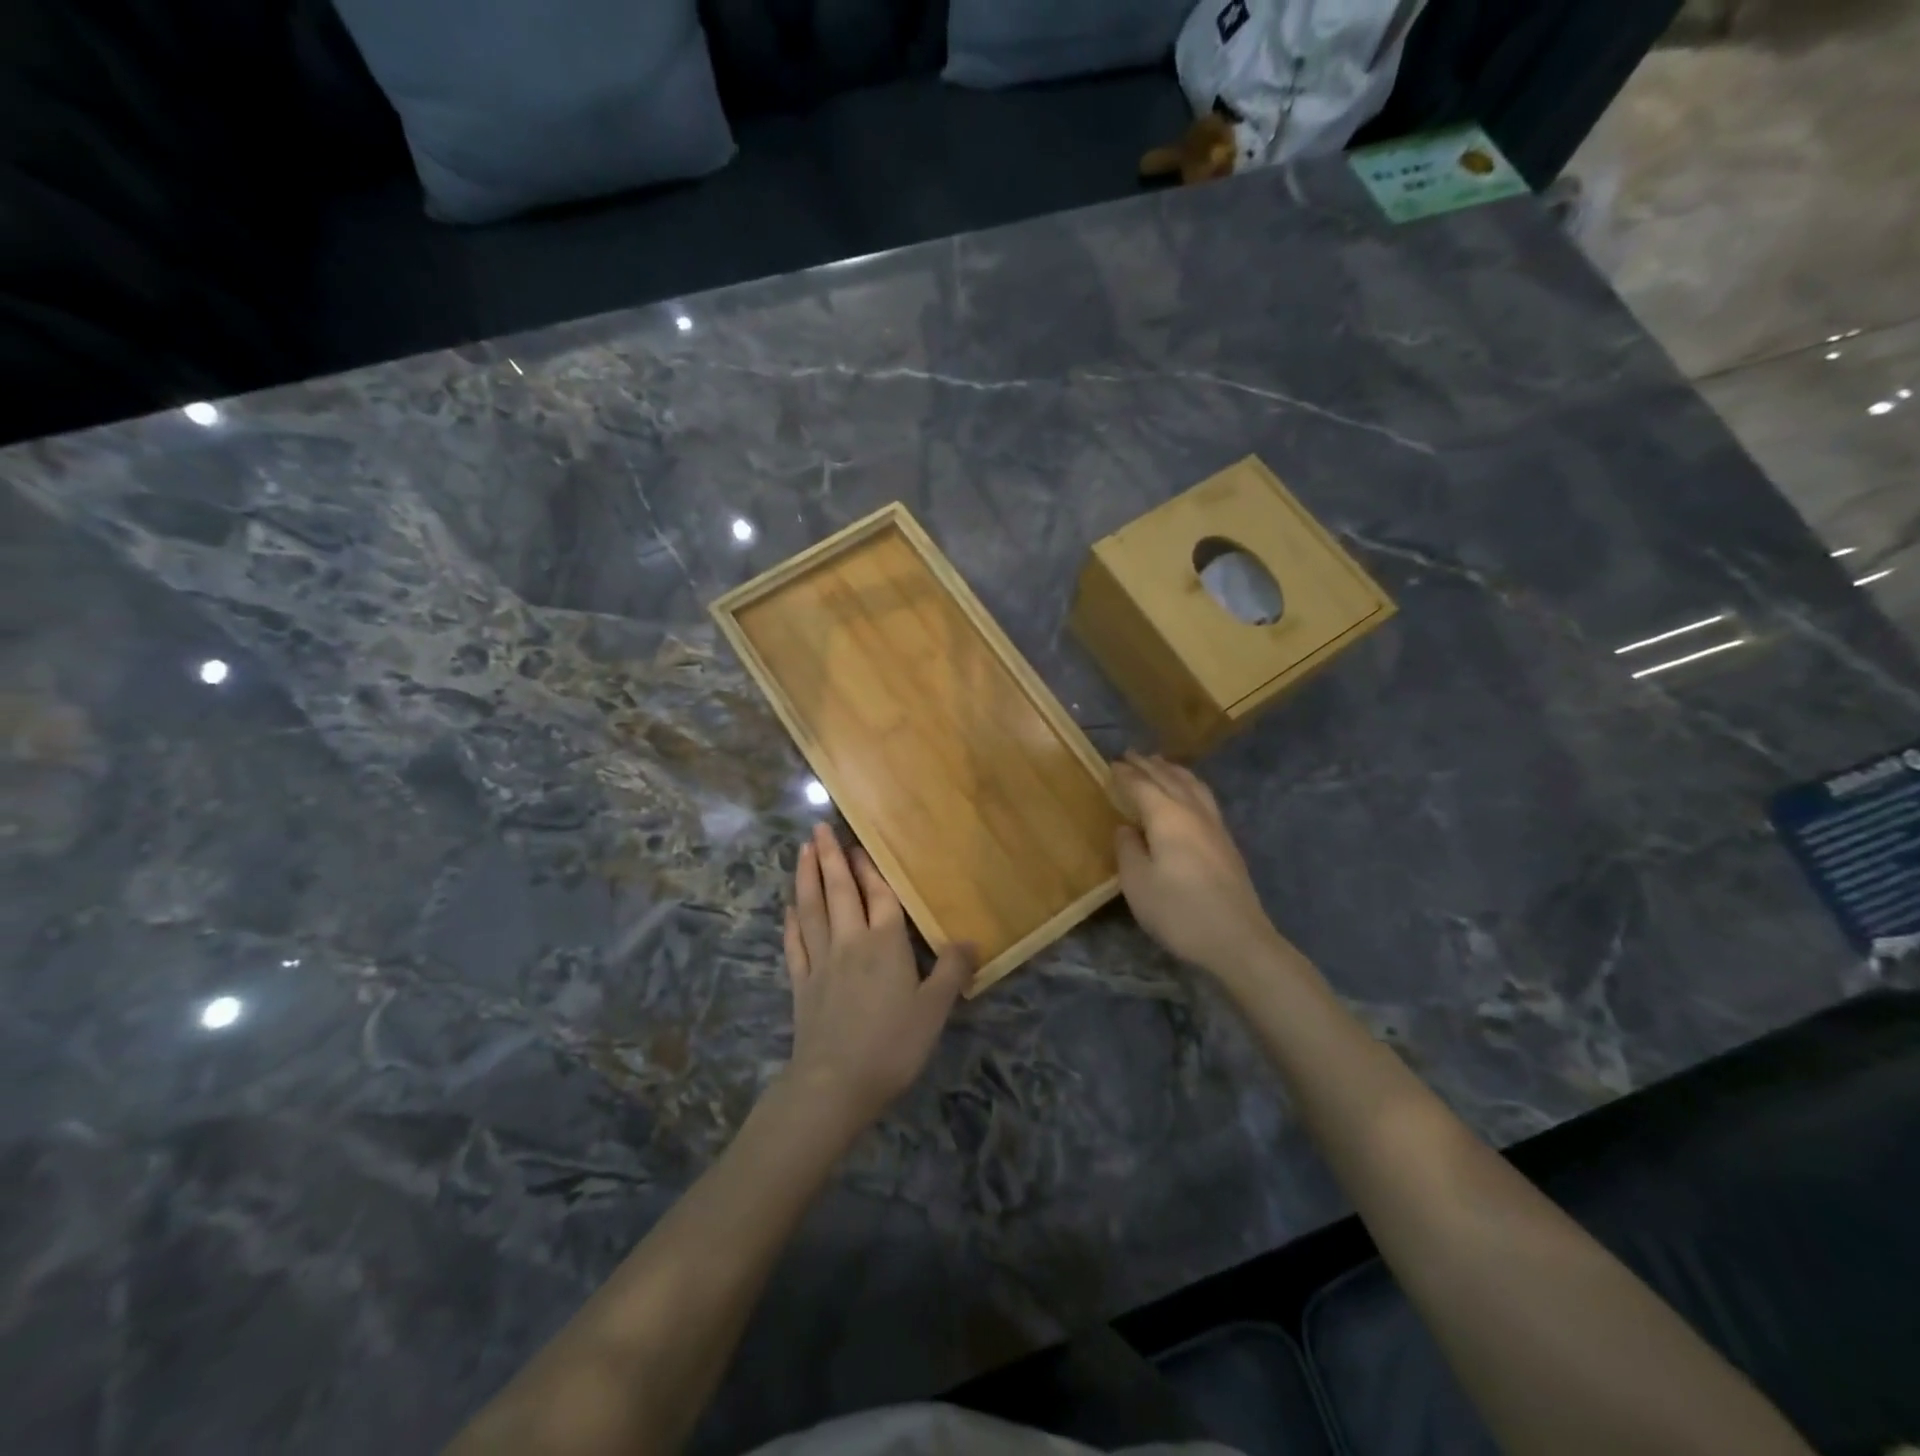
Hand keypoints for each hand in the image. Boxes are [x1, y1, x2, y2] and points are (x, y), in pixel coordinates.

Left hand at [780, 822, 974, 1133]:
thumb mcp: (935, 1009)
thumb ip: (952, 971)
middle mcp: (850, 941)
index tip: (857, 842)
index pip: (878, 895)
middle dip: (830, 858)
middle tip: (819, 829)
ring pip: (812, 909)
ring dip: (806, 877)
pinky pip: (795, 943)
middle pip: (840, 891)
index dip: (869, 868)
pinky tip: (790, 907)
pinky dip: (792, 921)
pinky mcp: (801, 983)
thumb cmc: (892, 1044)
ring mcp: (821, 961)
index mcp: (885, 943)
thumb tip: (970, 940)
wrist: (836, 1084)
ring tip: (801, 850)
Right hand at [1113, 752, 1288, 982]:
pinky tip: (1188, 795)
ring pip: (1193, 785)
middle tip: (1132, 755)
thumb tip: (1126, 828)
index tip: (1111, 764)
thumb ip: (1128, 850)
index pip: (1142, 786)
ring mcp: (1215, 827)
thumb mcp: (1138, 884)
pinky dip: (1190, 786)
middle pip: (1170, 778)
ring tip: (1161, 764)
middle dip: (1149, 765)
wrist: (1237, 940)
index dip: (1126, 774)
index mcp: (1168, 817)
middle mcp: (1193, 813)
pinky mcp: (1227, 843)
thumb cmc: (1179, 911)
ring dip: (1173, 771)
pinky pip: (1204, 799)